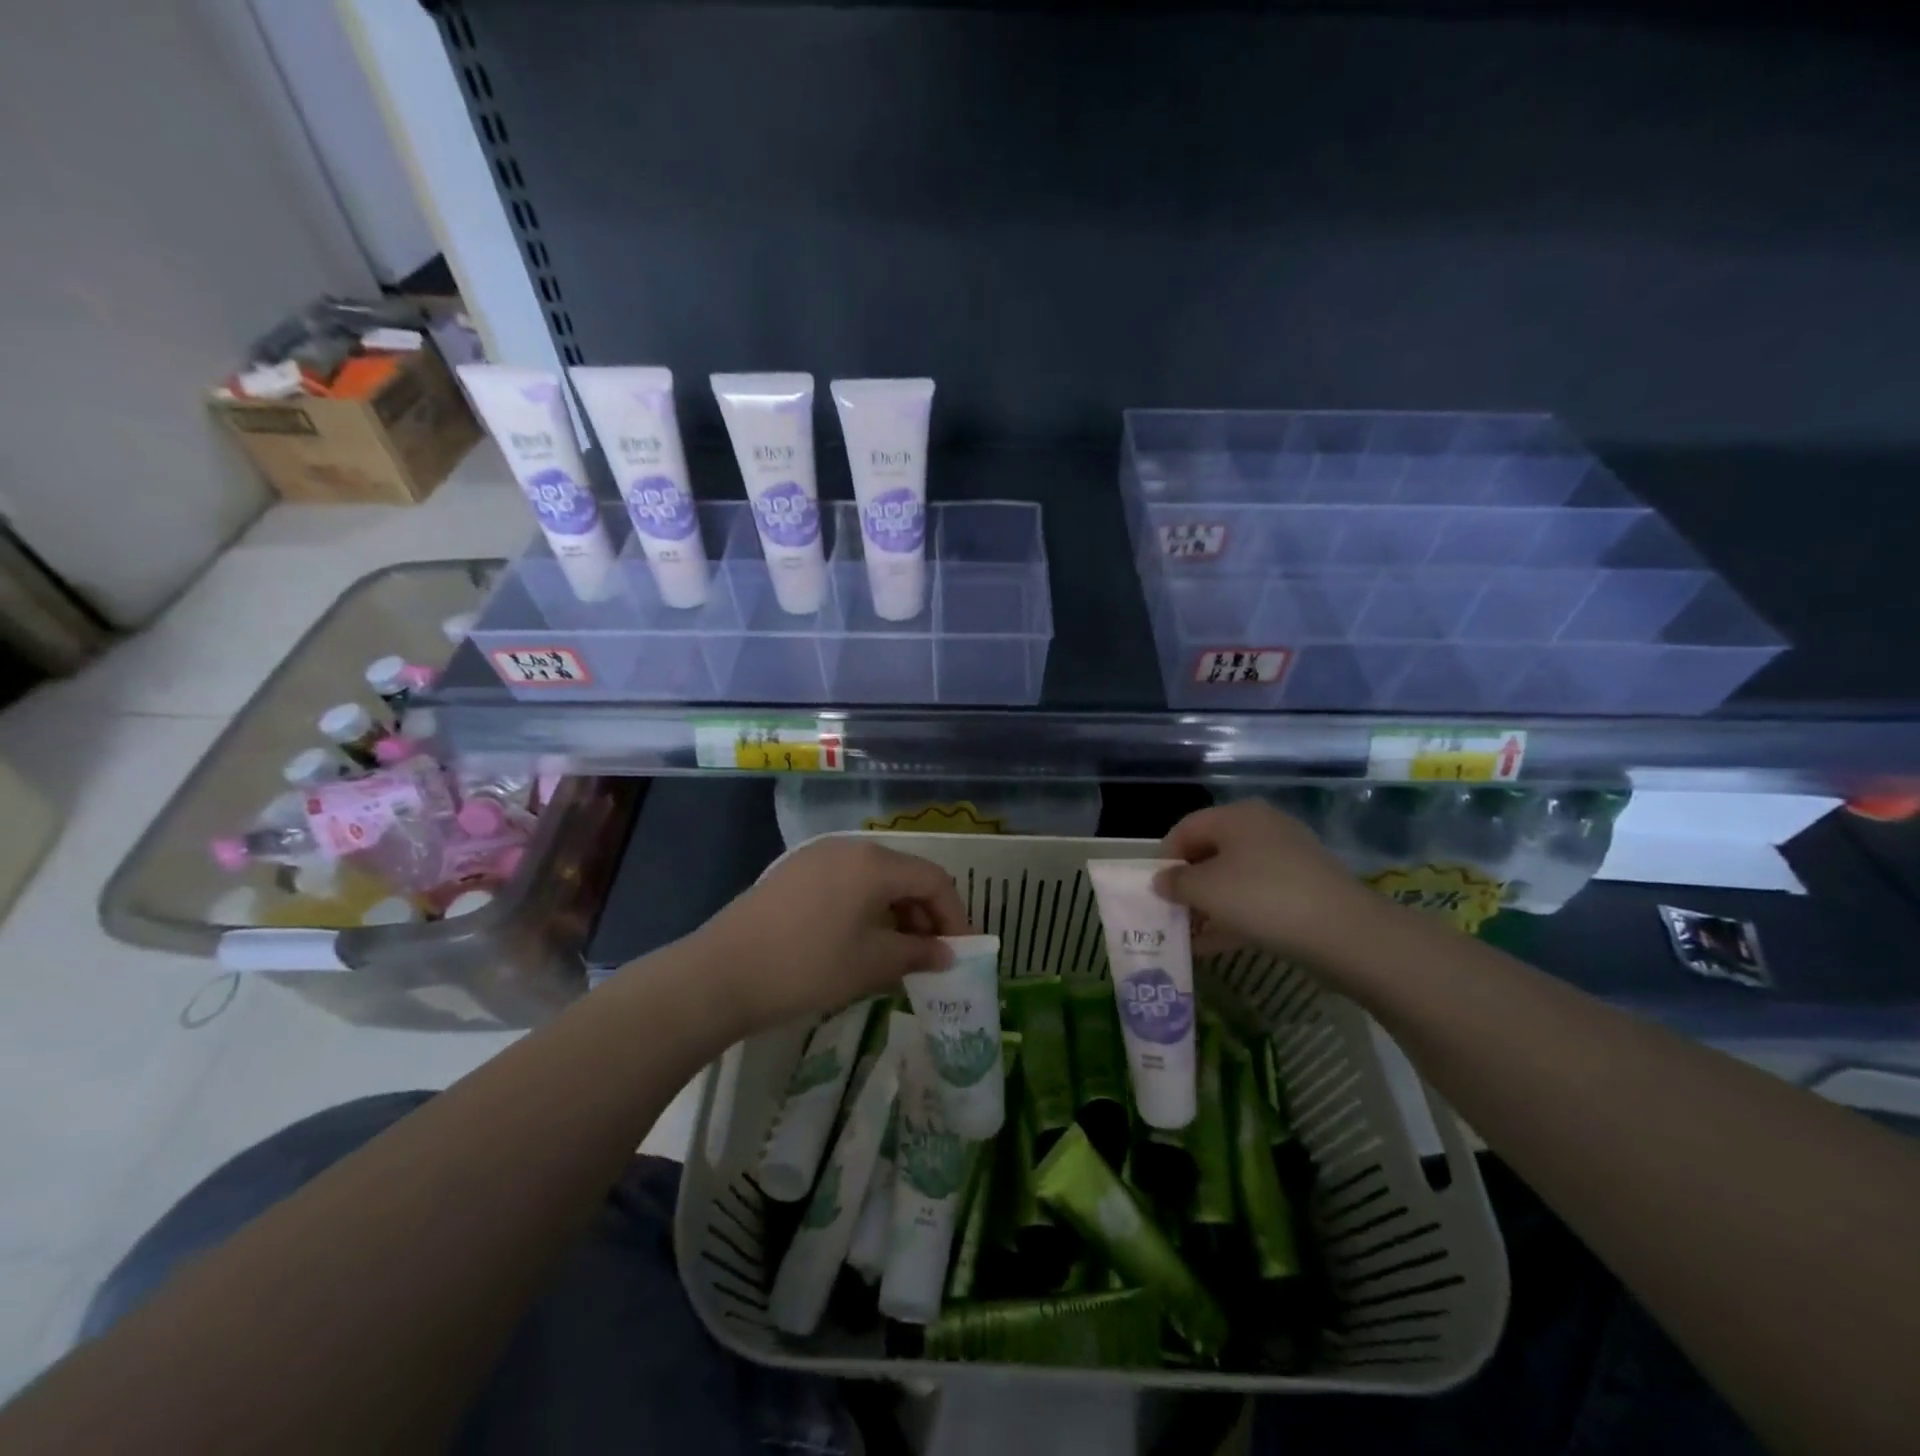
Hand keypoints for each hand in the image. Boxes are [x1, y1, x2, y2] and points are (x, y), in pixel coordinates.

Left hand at [691, 837, 969, 1033]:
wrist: (720, 974)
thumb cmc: (807, 967)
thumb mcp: (871, 964)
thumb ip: (918, 953)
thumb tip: (947, 954)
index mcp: (874, 863)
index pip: (934, 880)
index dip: (955, 916)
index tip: (961, 953)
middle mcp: (849, 848)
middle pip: (905, 875)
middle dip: (925, 915)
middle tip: (930, 957)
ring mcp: (818, 856)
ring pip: (875, 879)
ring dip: (895, 913)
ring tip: (896, 954)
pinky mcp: (795, 872)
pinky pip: (847, 883)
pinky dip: (865, 908)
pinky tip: (858, 941)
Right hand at [1156, 800, 1388, 963]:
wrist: (1345, 933)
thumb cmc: (1262, 898)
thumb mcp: (1206, 890)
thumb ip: (1176, 883)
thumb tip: (1161, 881)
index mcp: (1236, 815)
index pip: (1185, 828)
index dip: (1164, 858)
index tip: (1154, 891)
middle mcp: (1262, 828)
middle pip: (1210, 852)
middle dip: (1187, 885)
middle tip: (1171, 914)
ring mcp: (1287, 859)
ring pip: (1234, 878)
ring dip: (1208, 906)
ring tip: (1190, 936)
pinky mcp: (1304, 889)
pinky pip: (1257, 897)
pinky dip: (1234, 916)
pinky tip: (1215, 945)